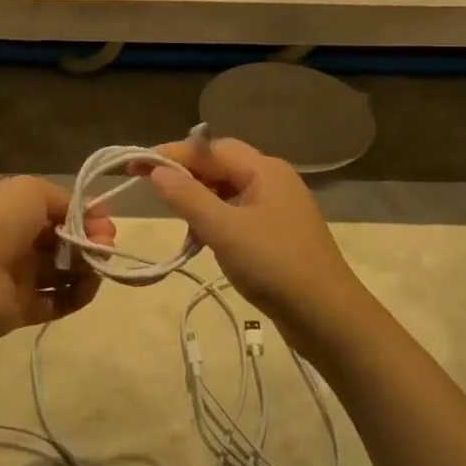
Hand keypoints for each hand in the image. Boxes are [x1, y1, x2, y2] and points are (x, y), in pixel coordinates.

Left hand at [0, 177, 109, 341]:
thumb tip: (85, 215)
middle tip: (106, 244)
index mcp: (9, 208)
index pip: (54, 209)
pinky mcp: (21, 310)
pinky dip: (77, 295)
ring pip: (62, 270)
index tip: (104, 220)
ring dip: (87, 266)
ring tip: (99, 266)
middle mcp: (12, 240)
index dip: (83, 213)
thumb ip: (63, 199)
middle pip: (61, 239)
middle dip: (89, 239)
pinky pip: (57, 301)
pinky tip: (89, 286)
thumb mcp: (31, 191)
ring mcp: (16, 276)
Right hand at [144, 137, 367, 344]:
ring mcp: (278, 206)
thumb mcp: (224, 230)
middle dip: (187, 174)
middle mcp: (273, 179)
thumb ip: (188, 197)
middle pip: (221, 164)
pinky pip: (238, 212)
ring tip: (177, 219)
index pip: (210, 148)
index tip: (136, 163)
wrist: (328, 317)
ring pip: (228, 190)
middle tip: (153, 190)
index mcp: (264, 169)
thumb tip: (157, 169)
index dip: (172, 154)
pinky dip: (216, 219)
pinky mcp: (278, 232)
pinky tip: (202, 237)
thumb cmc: (274, 266)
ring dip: (200, 199)